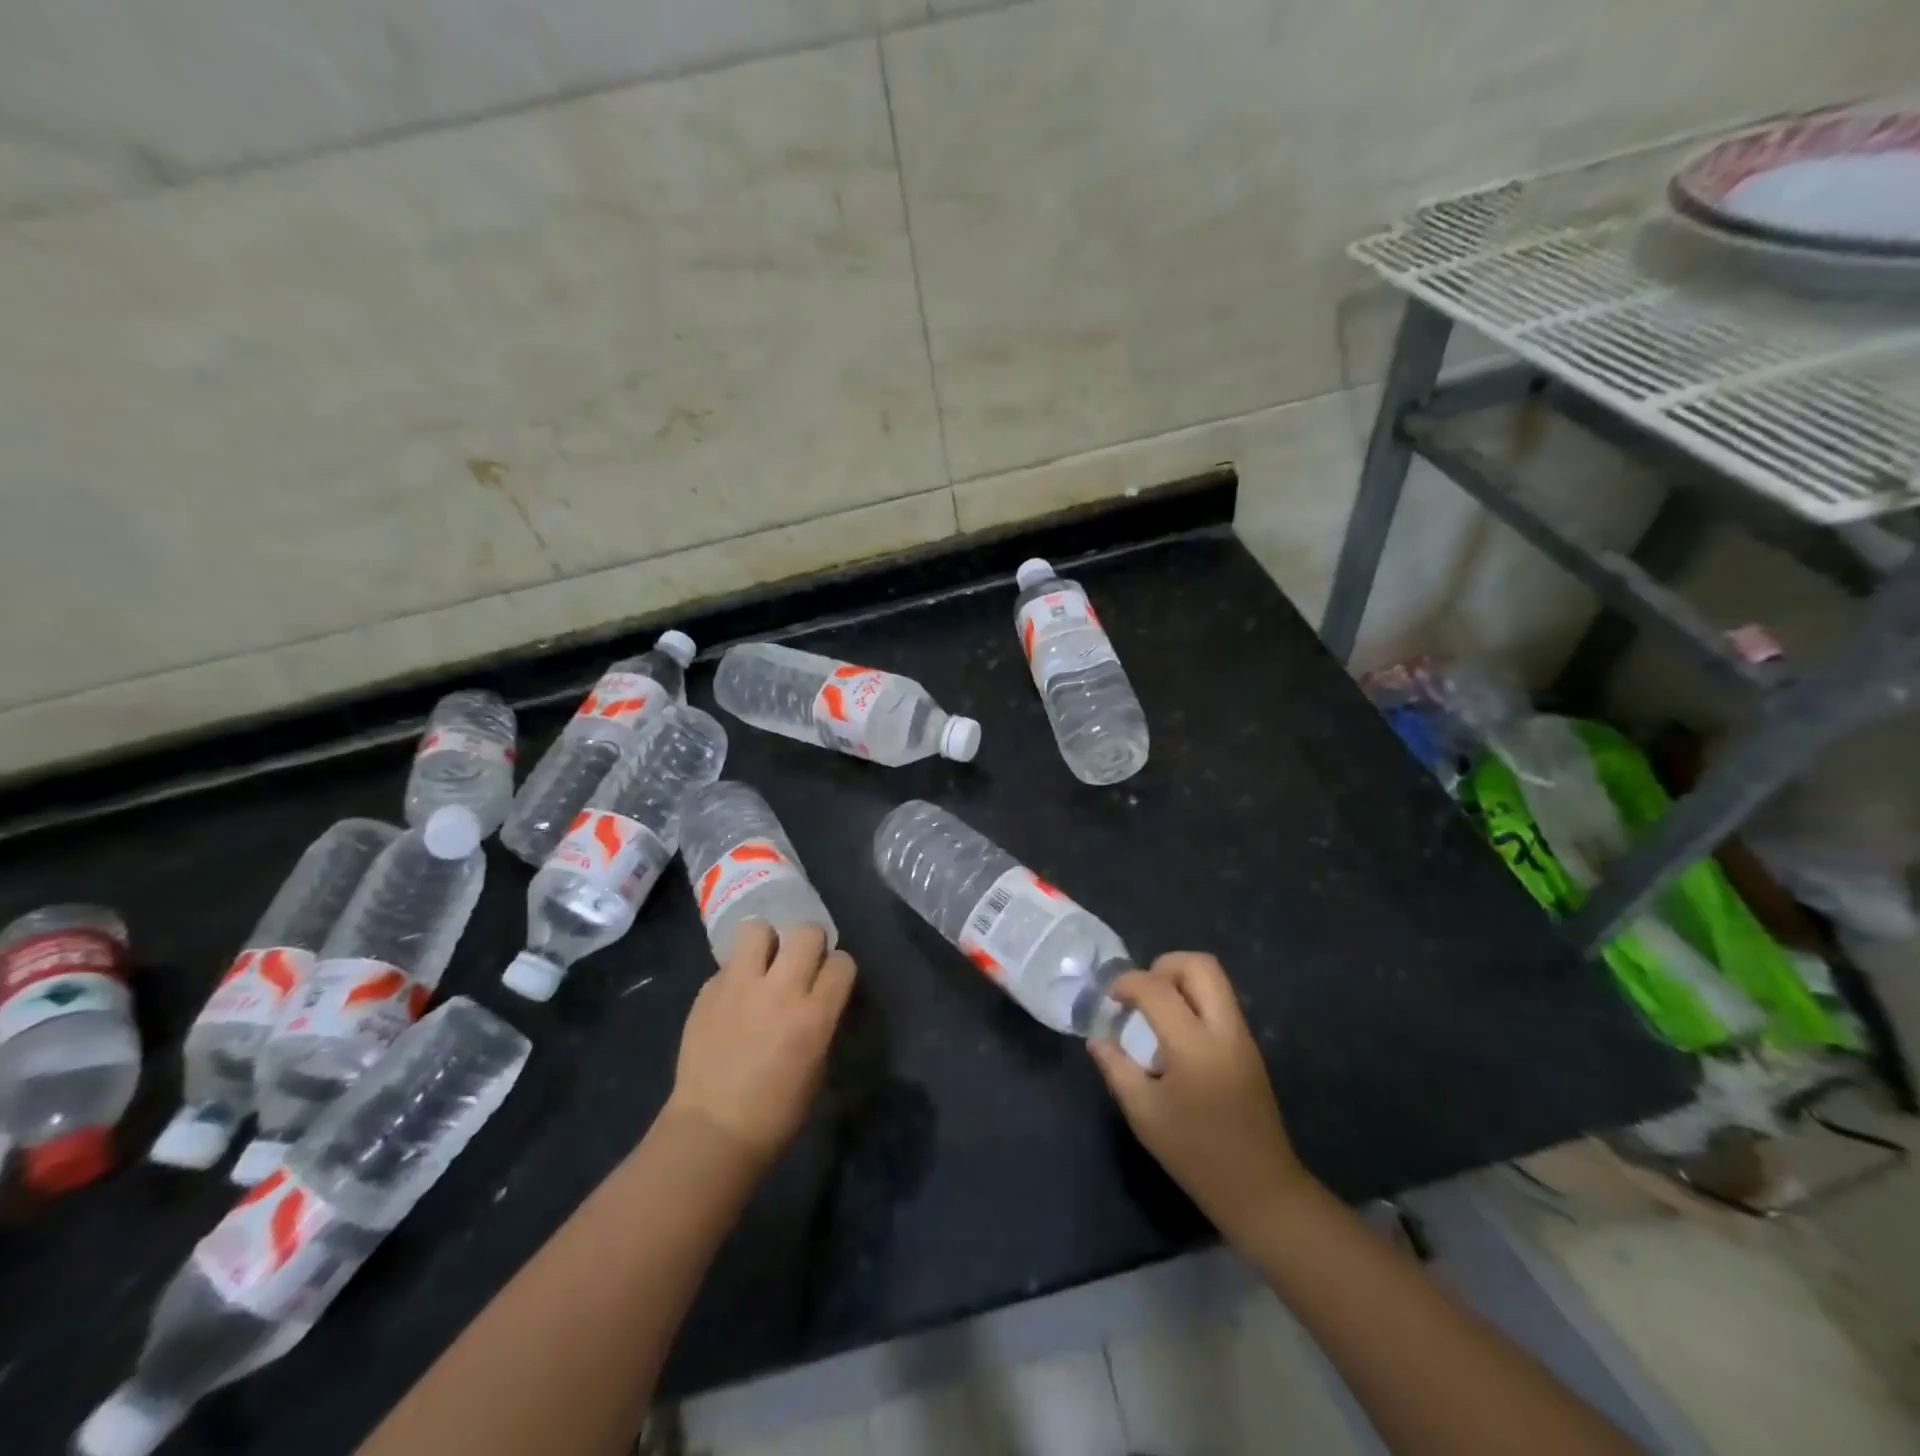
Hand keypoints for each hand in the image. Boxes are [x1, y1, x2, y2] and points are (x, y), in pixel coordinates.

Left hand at [665, 922, 855, 1170]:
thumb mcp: (817, 1066)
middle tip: (800, 964)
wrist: (712, 1133)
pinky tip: (734, 997)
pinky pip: (728, 964)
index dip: (839, 969)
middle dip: (809, 943)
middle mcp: (779, 991)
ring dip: (767, 943)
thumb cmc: (776, 1113)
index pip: (842, 962)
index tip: (830, 981)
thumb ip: (820, 1021)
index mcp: (813, 1015)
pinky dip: (736, 973)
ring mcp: (738, 987)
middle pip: (806, 933)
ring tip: (764, 964)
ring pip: (758, 929)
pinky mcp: (707, 992)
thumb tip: (817, 997)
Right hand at [1089, 953, 1313, 1242]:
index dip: (1127, 983)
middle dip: (1163, 966)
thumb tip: (1097, 1039)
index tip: (1110, 999)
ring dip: (1180, 981)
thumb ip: (1117, 1068)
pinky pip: (1220, 1002)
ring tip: (1155, 1012)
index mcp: (1194, 1045)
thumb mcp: (1144, 1114)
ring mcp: (1242, 1036)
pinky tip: (1175, 1035)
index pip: (1157, 988)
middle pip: (1199, 965)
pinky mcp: (1249, 1048)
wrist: (1260, 1189)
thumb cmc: (1195, 1154)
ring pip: (1214, 979)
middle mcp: (1224, 1029)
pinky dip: (1194, 1000)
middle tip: (1140, 993)